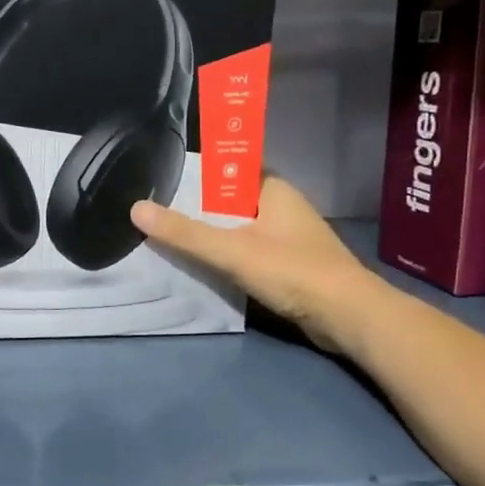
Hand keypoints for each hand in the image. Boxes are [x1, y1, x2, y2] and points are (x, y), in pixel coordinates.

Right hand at [130, 176, 385, 352]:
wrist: (349, 317)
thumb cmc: (293, 272)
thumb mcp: (231, 250)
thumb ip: (184, 233)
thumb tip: (135, 208)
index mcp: (273, 189)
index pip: (230, 168)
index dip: (198, 171)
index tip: (165, 177)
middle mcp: (283, 206)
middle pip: (231, 199)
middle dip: (199, 206)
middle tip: (159, 209)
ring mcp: (290, 236)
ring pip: (240, 226)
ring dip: (213, 233)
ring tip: (173, 236)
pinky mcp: (292, 264)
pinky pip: (250, 250)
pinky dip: (229, 254)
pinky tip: (205, 265)